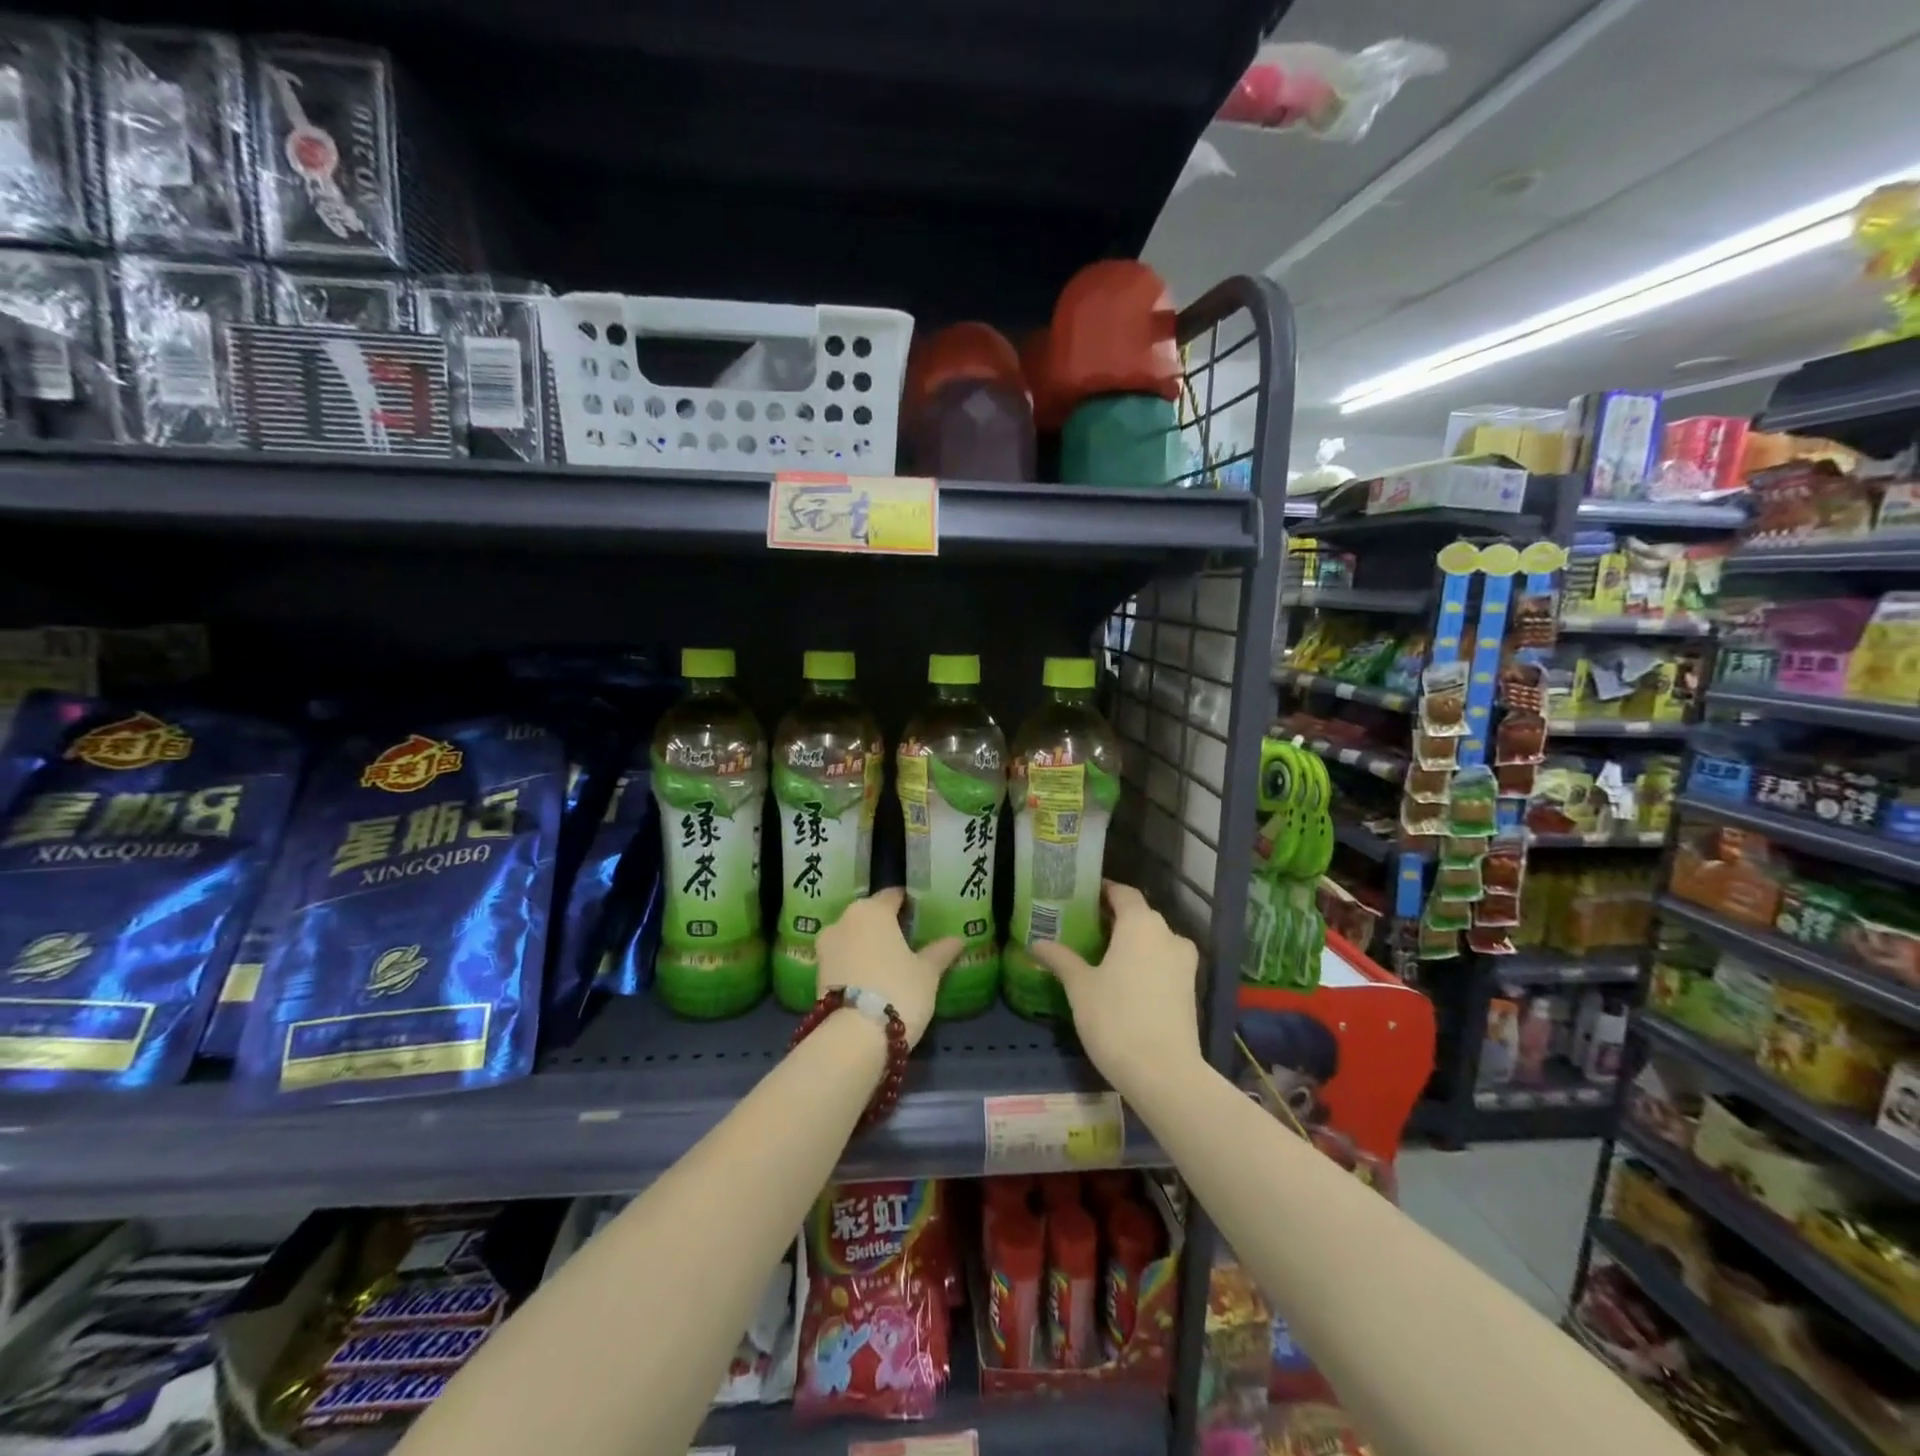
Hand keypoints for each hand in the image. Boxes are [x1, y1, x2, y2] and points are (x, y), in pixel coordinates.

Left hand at [814, 888, 962, 1047]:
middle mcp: (844, 920)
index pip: (892, 896)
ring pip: (852, 937)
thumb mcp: (927, 973)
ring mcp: (825, 946)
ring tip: (888, 964)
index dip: (907, 904)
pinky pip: (842, 959)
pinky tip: (870, 980)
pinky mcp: (815, 973)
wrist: (853, 1037)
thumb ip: (940, 952)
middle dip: (885, 926)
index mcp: (872, 910)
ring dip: (867, 946)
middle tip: (906, 942)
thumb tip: (957, 939)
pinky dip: (854, 964)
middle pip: (869, 916)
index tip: (919, 914)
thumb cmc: (898, 990)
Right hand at [1030, 881, 1202, 1100]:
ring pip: (1154, 940)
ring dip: (1131, 941)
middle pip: (1140, 915)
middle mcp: (1167, 935)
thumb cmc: (1116, 1019)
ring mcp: (1184, 963)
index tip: (1083, 895)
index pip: (1124, 893)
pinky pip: (1163, 962)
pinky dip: (1145, 961)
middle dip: (1115, 918)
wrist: (1164, 1073)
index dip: (1104, 891)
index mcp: (1141, 924)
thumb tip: (1036, 943)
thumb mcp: (1080, 988)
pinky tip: (1124, 978)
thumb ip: (1061, 959)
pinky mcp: (1190, 988)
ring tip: (1102, 953)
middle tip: (1085, 925)